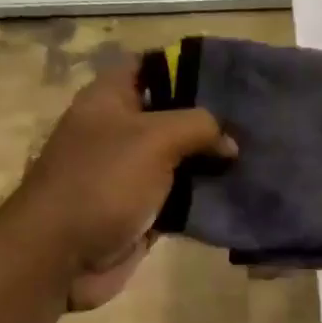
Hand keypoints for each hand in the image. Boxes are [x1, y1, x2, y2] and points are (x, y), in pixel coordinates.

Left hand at [11, 56, 235, 310]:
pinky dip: (206, 196)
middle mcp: (120, 131)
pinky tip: (241, 191)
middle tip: (256, 119)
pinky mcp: (143, 211)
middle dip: (212, 119)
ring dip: (214, 161)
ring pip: (182, 159)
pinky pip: (182, 197)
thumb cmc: (102, 183)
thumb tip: (229, 142)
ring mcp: (131, 173)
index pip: (152, 66)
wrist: (61, 257)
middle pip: (173, 114)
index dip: (189, 65)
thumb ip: (199, 127)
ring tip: (260, 154)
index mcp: (111, 99)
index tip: (233, 75)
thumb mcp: (154, 139)